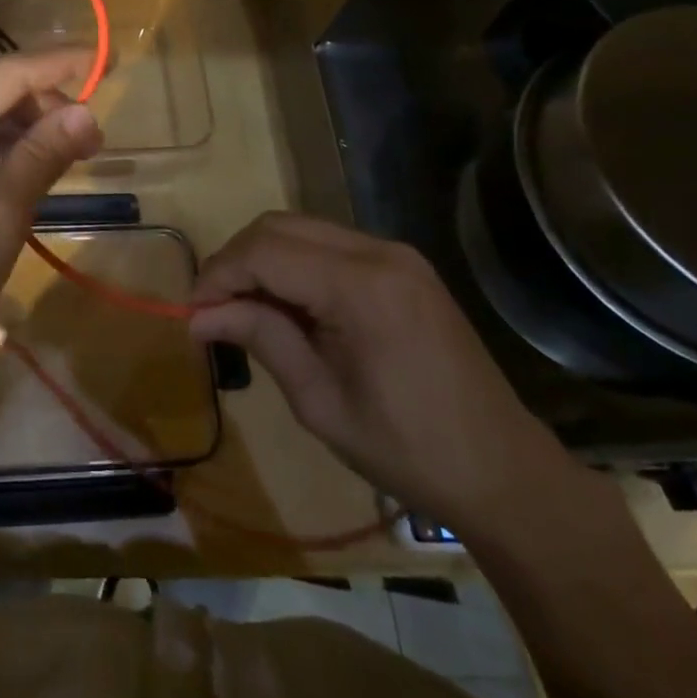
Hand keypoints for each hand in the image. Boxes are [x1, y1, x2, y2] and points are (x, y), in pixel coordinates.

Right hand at [188, 212, 594, 542]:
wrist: (504, 471)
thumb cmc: (408, 449)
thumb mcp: (320, 401)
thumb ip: (259, 339)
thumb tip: (197, 315)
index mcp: (361, 287)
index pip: (264, 252)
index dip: (218, 275)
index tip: (192, 313)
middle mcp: (378, 251)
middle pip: (278, 226)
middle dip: (235, 260)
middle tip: (212, 308)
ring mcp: (395, 252)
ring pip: (301, 228)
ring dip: (262, 258)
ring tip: (243, 307)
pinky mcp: (402, 264)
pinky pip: (329, 243)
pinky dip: (294, 262)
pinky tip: (287, 303)